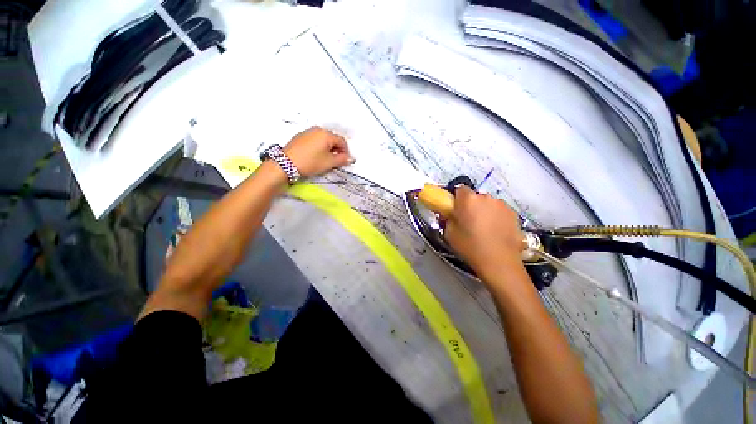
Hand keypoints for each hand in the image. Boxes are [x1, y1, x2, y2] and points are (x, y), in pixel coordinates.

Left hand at [283, 127, 354, 176]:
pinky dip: (319, 147)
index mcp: (326, 134)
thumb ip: (342, 159)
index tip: (345, 161)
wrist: (285, 163)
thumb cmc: (310, 162)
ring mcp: (307, 132)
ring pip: (323, 139)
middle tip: (336, 161)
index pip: (341, 141)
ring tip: (326, 159)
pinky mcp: (300, 137)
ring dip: (328, 148)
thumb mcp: (328, 162)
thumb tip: (351, 158)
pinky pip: (314, 140)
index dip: (346, 151)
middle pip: (332, 139)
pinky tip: (316, 156)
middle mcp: (317, 129)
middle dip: (336, 149)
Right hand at [444, 186, 525, 278]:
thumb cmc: (470, 247)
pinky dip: (496, 217)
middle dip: (470, 205)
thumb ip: (447, 219)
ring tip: (484, 228)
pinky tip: (495, 232)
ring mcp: (502, 205)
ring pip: (488, 204)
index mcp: (468, 200)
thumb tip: (449, 214)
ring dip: (484, 211)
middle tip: (468, 221)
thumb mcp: (449, 234)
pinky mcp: (514, 214)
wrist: (499, 262)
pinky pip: (499, 211)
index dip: (456, 199)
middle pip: (475, 197)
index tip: (455, 210)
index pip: (460, 189)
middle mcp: (486, 197)